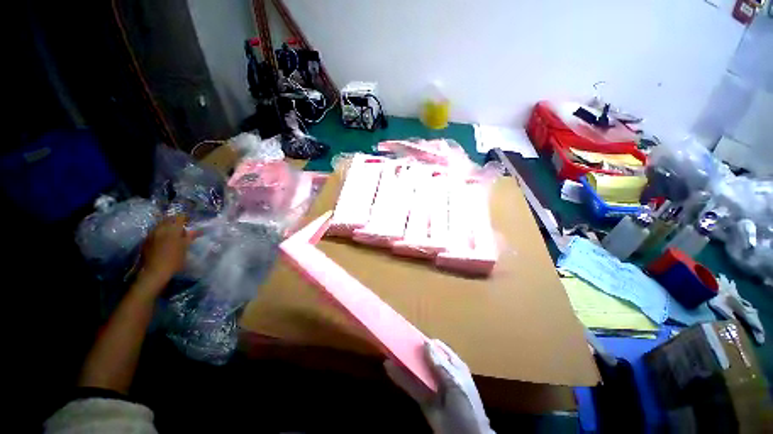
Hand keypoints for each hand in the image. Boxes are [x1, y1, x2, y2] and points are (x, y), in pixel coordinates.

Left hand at [137, 215, 195, 290]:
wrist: (154, 272)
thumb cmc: (174, 260)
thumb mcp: (185, 248)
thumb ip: (189, 237)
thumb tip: (198, 230)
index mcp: (172, 229)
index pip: (179, 217)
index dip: (185, 218)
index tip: (189, 221)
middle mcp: (160, 229)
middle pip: (168, 219)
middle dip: (175, 221)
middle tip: (182, 226)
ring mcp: (151, 234)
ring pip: (160, 224)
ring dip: (167, 226)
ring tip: (173, 233)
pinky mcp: (146, 240)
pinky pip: (155, 231)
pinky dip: (161, 232)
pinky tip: (164, 239)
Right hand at [385, 339, 493, 433]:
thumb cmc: (466, 406)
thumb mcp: (456, 383)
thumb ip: (440, 365)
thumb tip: (426, 343)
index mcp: (454, 366)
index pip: (438, 348)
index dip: (426, 341)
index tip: (412, 335)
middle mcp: (442, 373)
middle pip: (425, 358)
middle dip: (412, 351)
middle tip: (397, 341)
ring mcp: (432, 387)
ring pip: (416, 371)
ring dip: (403, 362)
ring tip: (389, 351)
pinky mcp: (423, 399)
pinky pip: (411, 386)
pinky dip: (400, 378)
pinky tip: (389, 369)